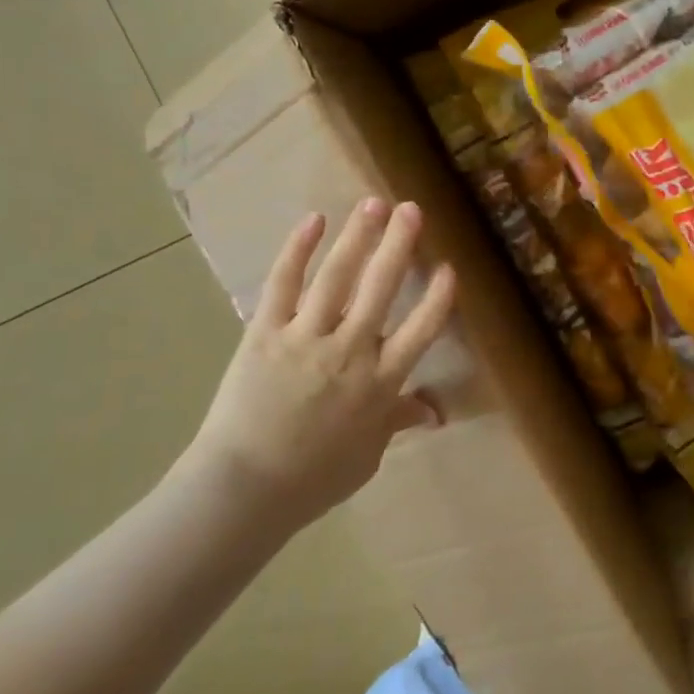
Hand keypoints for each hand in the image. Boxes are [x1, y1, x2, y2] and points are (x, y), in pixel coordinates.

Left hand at [171, 199, 456, 532]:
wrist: (244, 489)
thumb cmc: (313, 478)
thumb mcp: (367, 455)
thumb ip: (397, 421)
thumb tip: (434, 411)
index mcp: (380, 383)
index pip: (421, 331)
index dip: (438, 298)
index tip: (448, 268)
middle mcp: (350, 351)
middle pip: (381, 288)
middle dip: (399, 245)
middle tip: (411, 209)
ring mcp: (306, 337)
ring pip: (337, 277)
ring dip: (358, 237)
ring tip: (372, 204)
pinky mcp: (265, 332)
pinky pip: (283, 284)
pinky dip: (297, 250)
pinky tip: (313, 222)